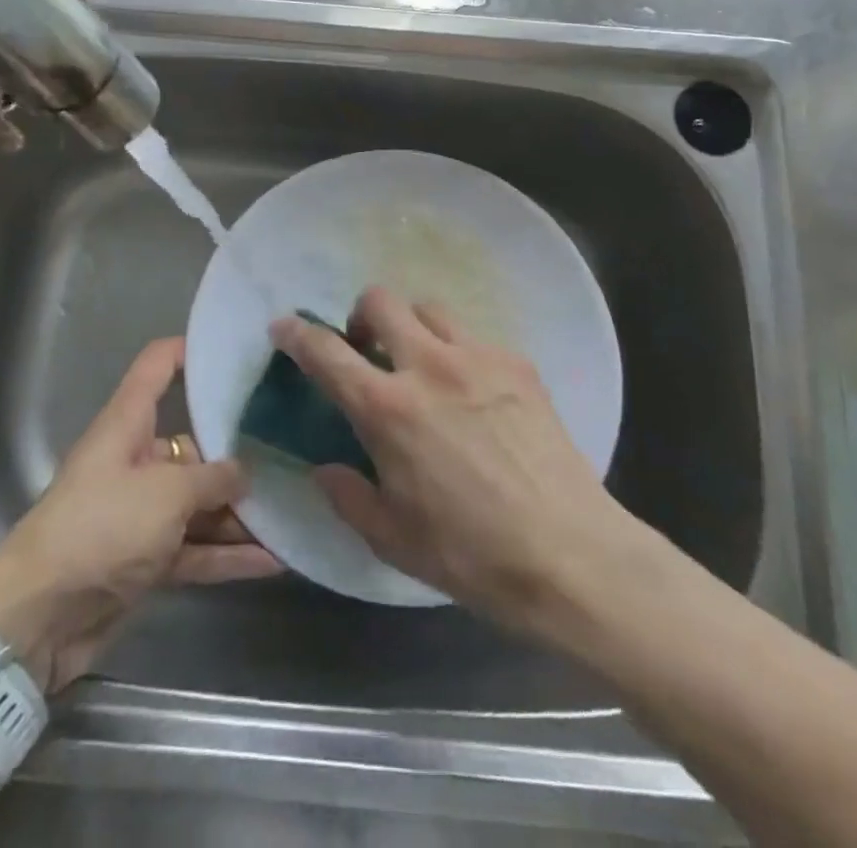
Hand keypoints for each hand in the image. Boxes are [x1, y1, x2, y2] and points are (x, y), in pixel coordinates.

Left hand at [0, 337, 279, 692]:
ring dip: (240, 512)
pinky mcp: (147, 558)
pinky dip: (228, 554)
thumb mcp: (166, 494)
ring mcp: (142, 512)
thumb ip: (212, 479)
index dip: (190, 350)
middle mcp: (136, 460)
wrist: (39, 617)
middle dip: (238, 452)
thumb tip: (244, 472)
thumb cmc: (102, 528)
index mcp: (128, 424)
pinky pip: (195, 547)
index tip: (235, 350)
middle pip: (193, 443)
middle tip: (291, 448)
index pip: (157, 367)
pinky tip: (274, 559)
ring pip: (199, 502)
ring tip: (292, 507)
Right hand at [270, 287, 622, 632]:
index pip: (326, 353)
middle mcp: (428, 366)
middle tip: (366, 348)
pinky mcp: (517, 363)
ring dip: (411, 326)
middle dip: (361, 315)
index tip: (284, 326)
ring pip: (429, 308)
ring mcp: (478, 357)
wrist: (571, 555)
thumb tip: (326, 469)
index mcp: (388, 409)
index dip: (297, 334)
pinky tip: (471, 391)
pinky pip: (474, 336)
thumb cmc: (472, 555)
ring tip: (420, 362)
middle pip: (380, 301)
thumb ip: (348, 496)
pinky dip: (457, 350)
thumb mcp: (393, 539)